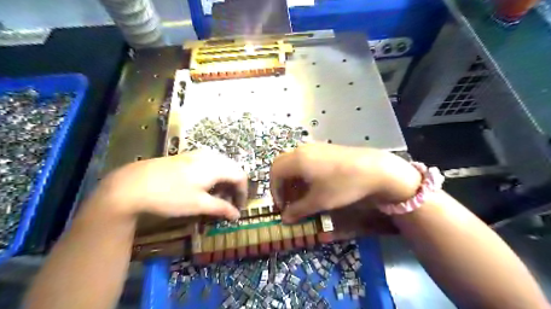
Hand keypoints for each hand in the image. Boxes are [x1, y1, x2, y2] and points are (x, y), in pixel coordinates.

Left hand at [88, 151, 247, 220]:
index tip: (238, 208)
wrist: (133, 184)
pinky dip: (213, 175)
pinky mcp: (187, 156)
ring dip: (224, 181)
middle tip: (228, 202)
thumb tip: (237, 215)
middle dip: (234, 186)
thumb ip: (221, 208)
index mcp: (216, 166)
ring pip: (221, 165)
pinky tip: (203, 186)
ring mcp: (197, 154)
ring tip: (217, 196)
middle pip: (233, 169)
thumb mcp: (198, 205)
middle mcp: (210, 156)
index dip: (243, 193)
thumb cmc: (170, 196)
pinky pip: (209, 163)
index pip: (240, 176)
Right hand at [270, 144, 422, 223]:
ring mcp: (314, 147)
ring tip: (302, 195)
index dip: (275, 191)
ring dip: (293, 179)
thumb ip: (298, 210)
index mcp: (297, 160)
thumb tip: (285, 219)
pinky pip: (306, 160)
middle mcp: (302, 150)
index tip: (283, 206)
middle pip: (281, 165)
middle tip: (289, 201)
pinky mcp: (325, 149)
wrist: (374, 169)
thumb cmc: (342, 185)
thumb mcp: (319, 201)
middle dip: (281, 184)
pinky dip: (303, 173)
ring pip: (294, 162)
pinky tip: (315, 185)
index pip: (274, 173)